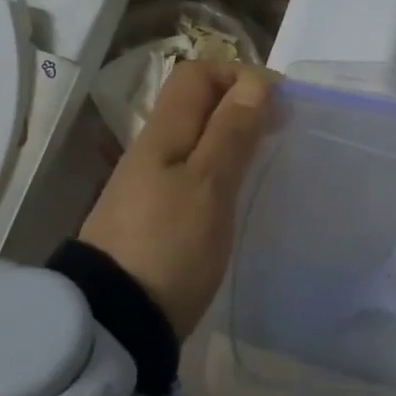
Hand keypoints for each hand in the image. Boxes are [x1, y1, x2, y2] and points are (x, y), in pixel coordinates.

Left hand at [80, 61, 272, 340]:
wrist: (115, 321)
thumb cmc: (169, 246)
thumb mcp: (209, 185)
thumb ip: (231, 132)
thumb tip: (255, 82)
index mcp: (163, 133)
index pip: (197, 74)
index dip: (238, 75)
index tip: (279, 104)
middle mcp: (152, 149)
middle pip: (196, 104)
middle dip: (240, 105)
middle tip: (279, 131)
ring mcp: (149, 184)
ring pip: (195, 139)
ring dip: (232, 138)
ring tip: (265, 161)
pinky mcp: (154, 216)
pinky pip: (191, 172)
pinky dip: (220, 169)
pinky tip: (237, 195)